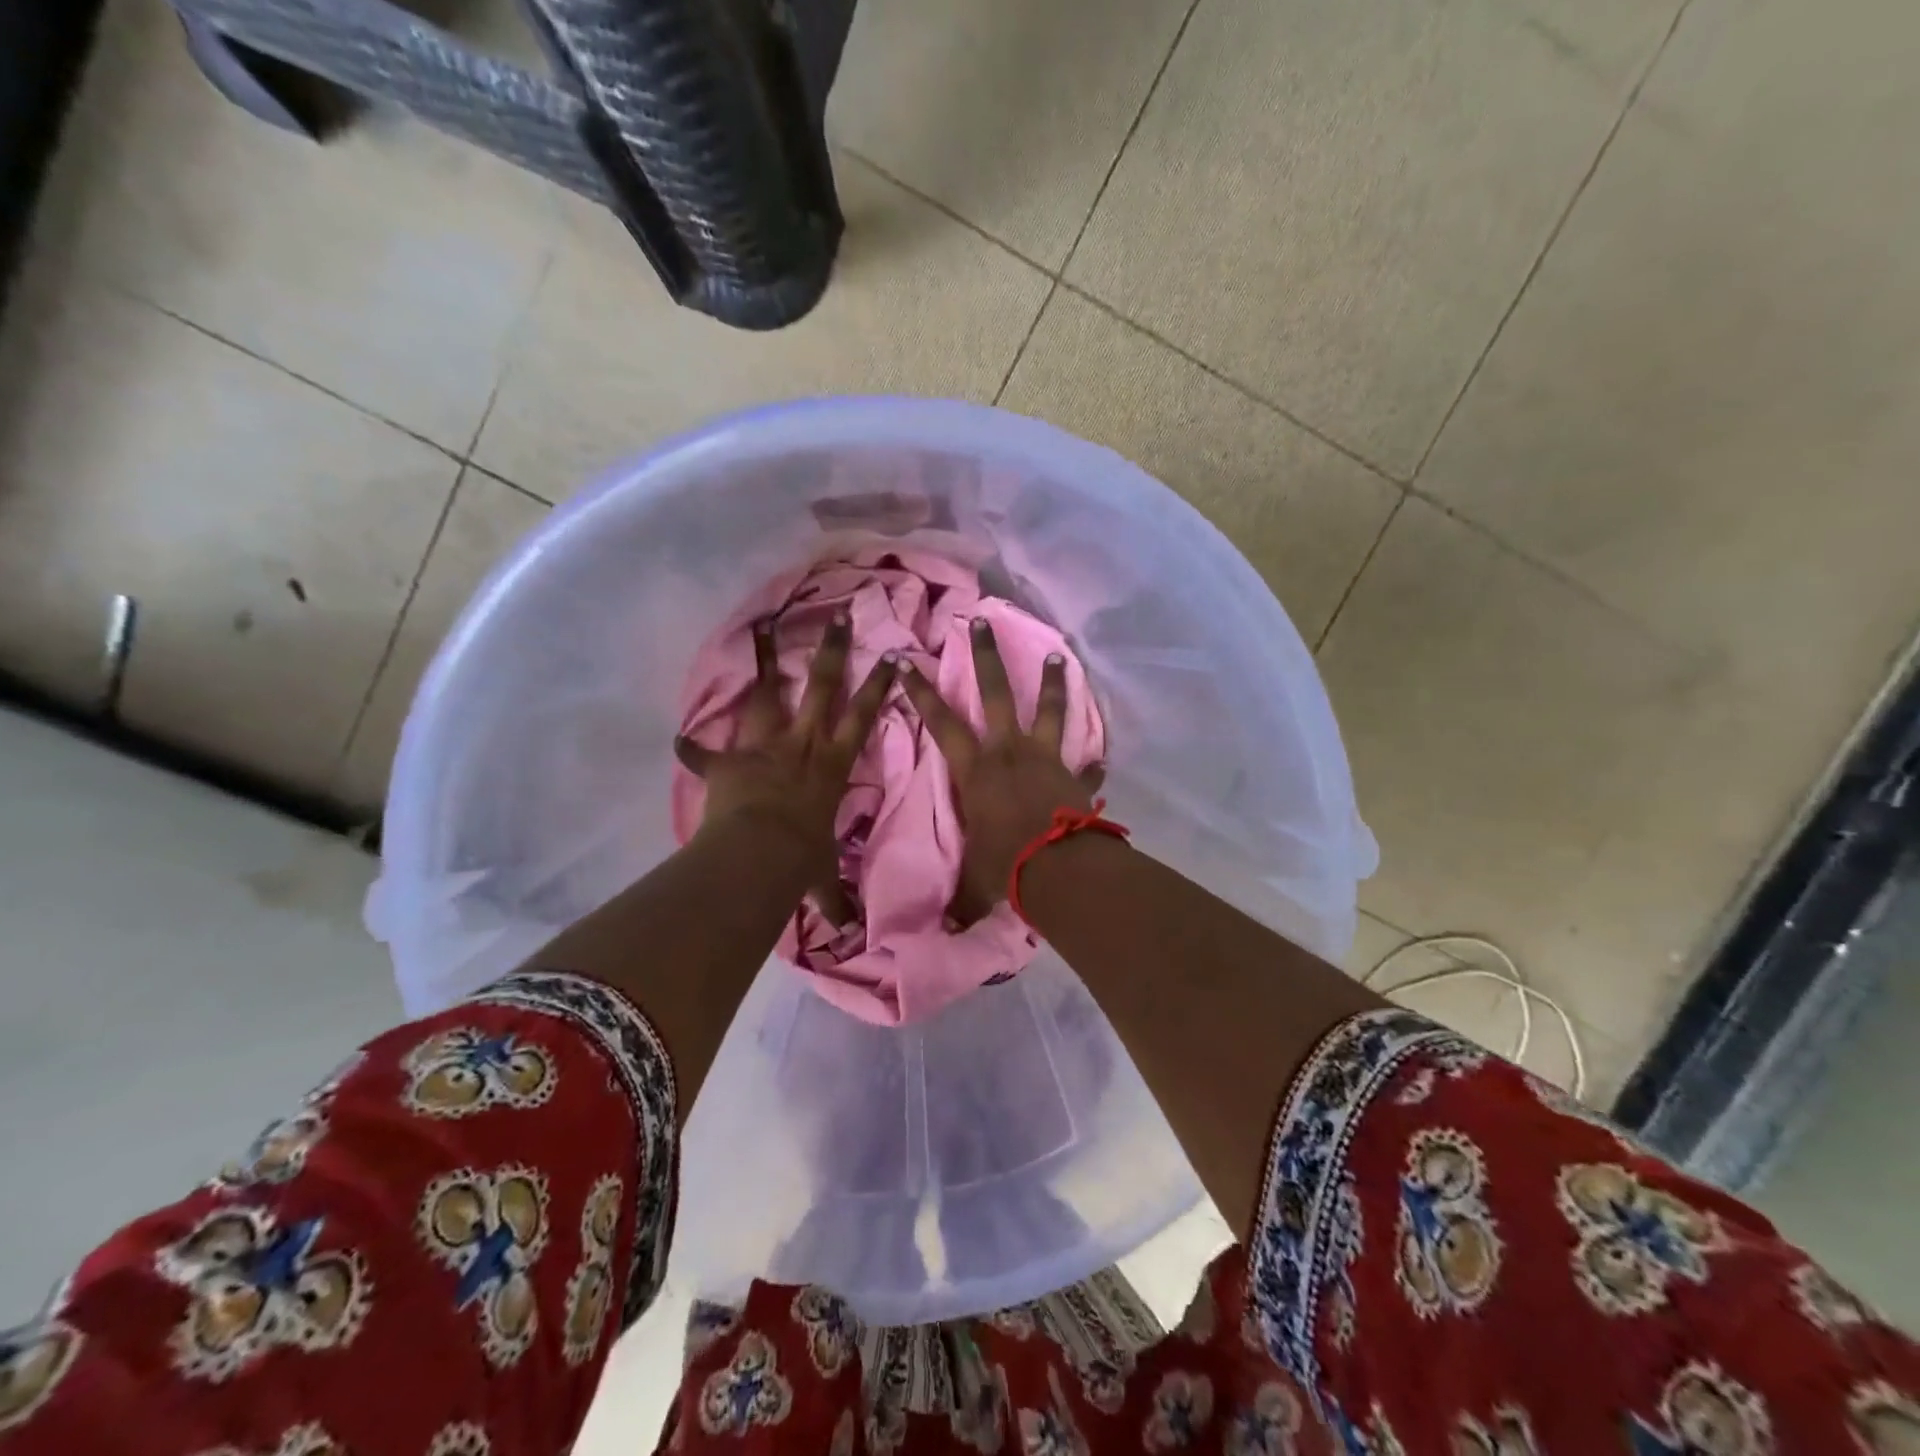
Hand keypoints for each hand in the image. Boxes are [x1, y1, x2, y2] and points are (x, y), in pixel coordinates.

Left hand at [675, 612, 896, 918]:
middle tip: (835, 618)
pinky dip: (693, 748)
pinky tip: (679, 738)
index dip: (878, 687)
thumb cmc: (800, 860)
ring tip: (762, 626)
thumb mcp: (821, 880)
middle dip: (830, 652)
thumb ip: (833, 900)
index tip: (891, 656)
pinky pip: (705, 752)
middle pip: (820, 689)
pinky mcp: (728, 761)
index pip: (862, 718)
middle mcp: (802, 745)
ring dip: (765, 662)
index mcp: (830, 765)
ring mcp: (763, 748)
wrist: (757, 858)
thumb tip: (851, 936)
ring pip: (768, 696)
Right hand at [901, 618, 1103, 924]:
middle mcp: (1009, 752)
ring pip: (1048, 710)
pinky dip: (1093, 762)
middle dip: (986, 656)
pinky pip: (1086, 764)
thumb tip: (943, 933)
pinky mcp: (1075, 777)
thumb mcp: (973, 881)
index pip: (940, 722)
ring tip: (1058, 655)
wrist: (1060, 872)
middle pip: (994, 694)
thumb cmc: (1005, 868)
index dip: (921, 692)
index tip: (908, 661)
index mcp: (975, 770)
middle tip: (980, 621)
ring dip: (1051, 684)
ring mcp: (1046, 759)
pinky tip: (1102, 757)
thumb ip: (959, 897)